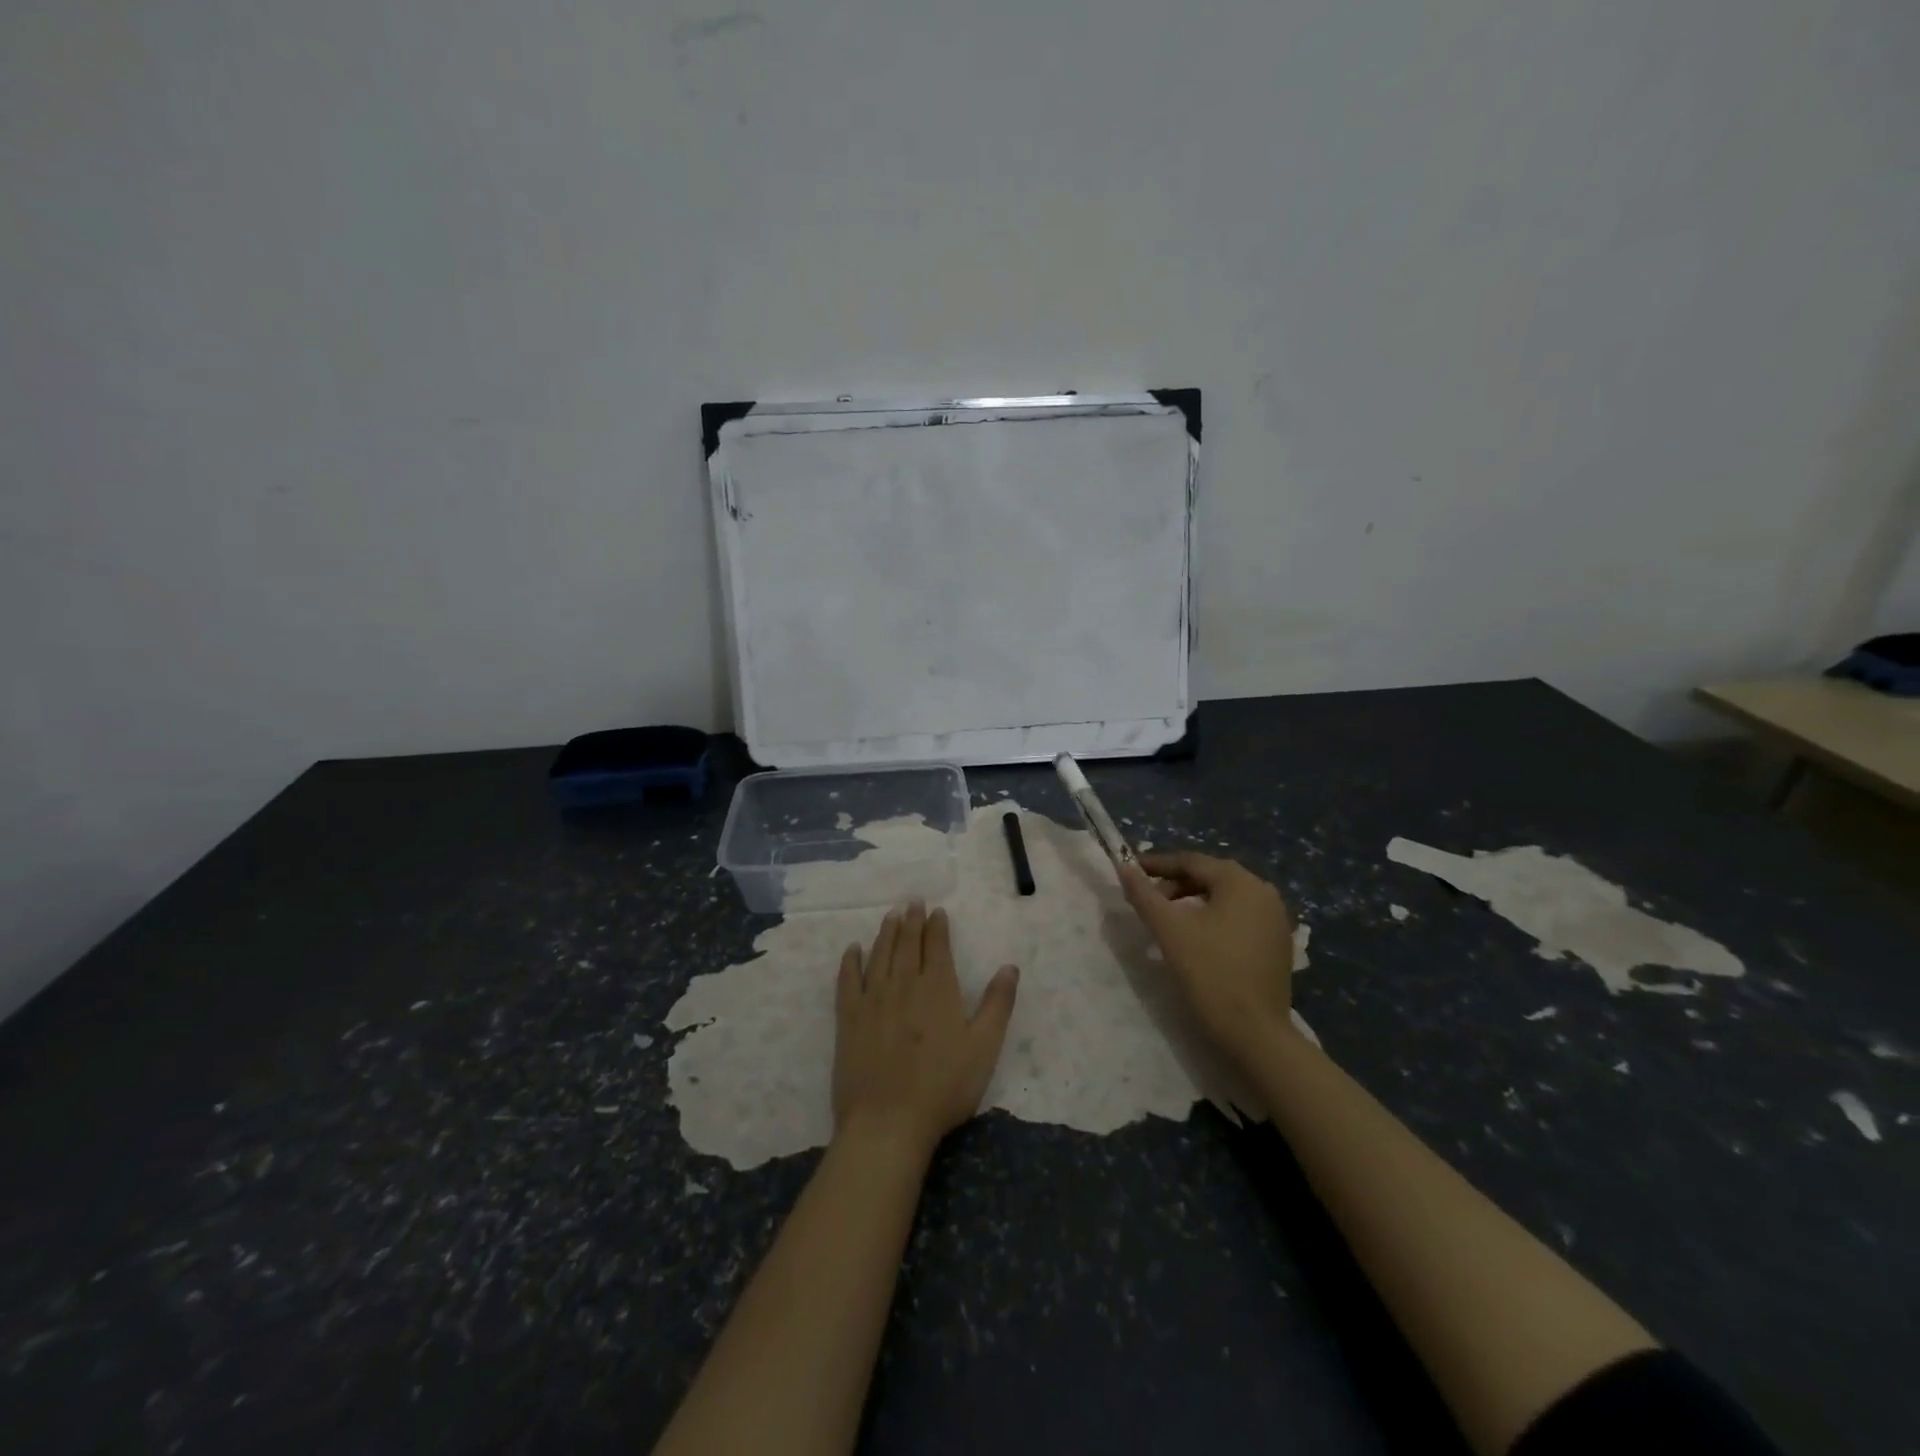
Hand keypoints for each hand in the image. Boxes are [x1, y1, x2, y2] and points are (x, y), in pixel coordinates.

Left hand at [832, 902, 1018, 1159]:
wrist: (888, 1122)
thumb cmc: (944, 1087)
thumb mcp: (984, 1048)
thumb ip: (998, 1004)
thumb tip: (1009, 967)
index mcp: (938, 988)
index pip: (936, 946)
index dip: (937, 926)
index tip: (936, 910)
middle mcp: (903, 984)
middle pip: (906, 943)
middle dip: (911, 920)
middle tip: (911, 901)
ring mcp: (872, 999)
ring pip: (879, 955)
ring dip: (886, 932)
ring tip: (891, 915)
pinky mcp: (849, 1018)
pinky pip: (848, 980)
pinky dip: (850, 961)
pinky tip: (853, 949)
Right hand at [1119, 851, 1296, 1068]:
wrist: (1256, 1034)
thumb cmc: (1211, 974)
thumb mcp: (1170, 930)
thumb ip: (1144, 895)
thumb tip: (1123, 867)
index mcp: (1241, 882)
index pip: (1191, 861)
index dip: (1157, 865)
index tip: (1129, 872)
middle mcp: (1264, 892)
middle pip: (1210, 877)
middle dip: (1174, 885)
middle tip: (1147, 901)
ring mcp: (1275, 919)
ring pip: (1224, 898)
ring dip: (1192, 902)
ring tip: (1166, 920)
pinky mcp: (1277, 944)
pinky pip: (1238, 917)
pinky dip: (1213, 919)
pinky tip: (1195, 938)